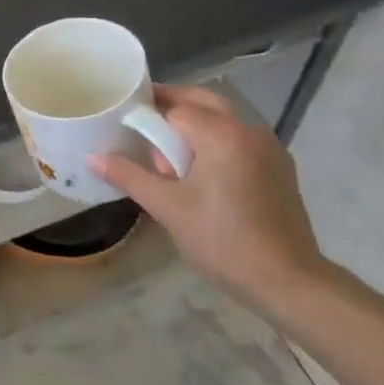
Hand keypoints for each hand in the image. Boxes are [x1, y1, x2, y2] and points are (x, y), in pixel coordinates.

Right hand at [91, 84, 328, 312]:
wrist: (290, 282)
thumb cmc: (223, 241)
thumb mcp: (168, 208)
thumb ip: (130, 176)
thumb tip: (93, 157)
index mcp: (220, 133)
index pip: (174, 108)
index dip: (148, 116)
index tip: (126, 125)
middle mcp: (248, 129)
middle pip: (202, 102)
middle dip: (172, 108)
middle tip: (144, 127)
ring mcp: (269, 147)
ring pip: (224, 119)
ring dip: (197, 125)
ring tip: (172, 157)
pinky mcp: (281, 167)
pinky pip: (240, 139)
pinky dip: (218, 142)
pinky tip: (204, 173)